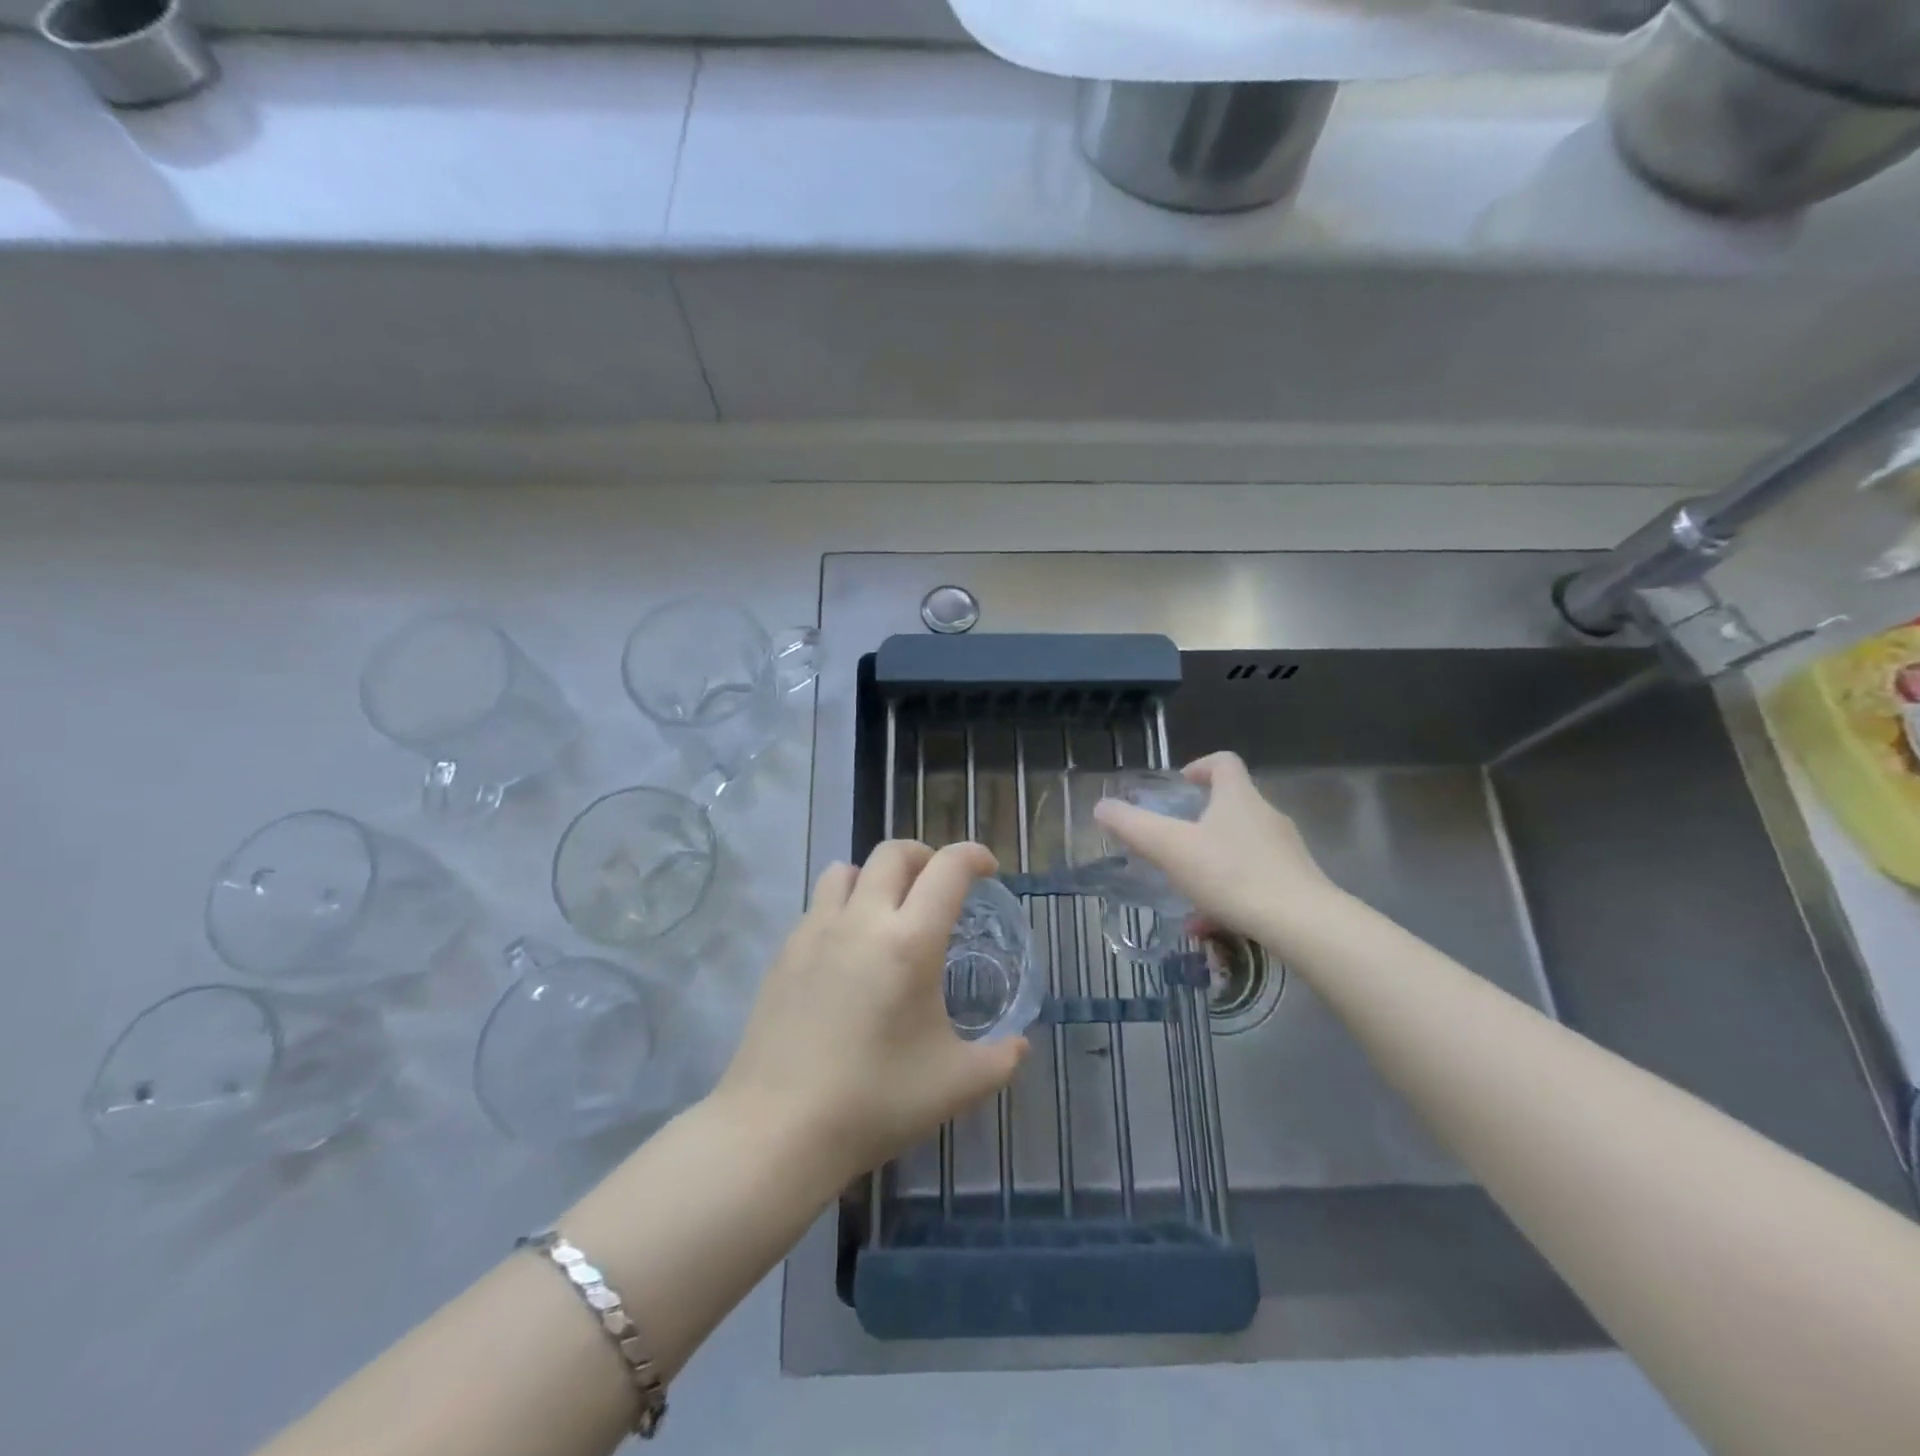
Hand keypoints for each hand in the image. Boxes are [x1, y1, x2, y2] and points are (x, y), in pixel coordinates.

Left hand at [715, 840, 1028, 1181]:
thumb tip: (1019, 1044)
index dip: (974, 856)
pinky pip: (819, 905)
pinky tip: (849, 952)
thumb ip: (1001, 1059)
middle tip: (940, 886)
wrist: (777, 1129)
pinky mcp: (784, 952)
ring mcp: (815, 931)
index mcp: (910, 941)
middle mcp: (862, 920)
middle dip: (925, 856)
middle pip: (894, 852)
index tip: (988, 871)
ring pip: (846, 870)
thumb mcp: (956, 1085)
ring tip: (889, 909)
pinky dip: (843, 907)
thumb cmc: (875, 1102)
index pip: (948, 869)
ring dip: (876, 876)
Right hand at [1092, 751, 1340, 950]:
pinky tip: (1208, 924)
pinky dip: (1228, 894)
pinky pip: (1254, 880)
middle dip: (1201, 820)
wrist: (1301, 923)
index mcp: (1238, 798)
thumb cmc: (1231, 874)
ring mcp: (1285, 851)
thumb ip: (1133, 826)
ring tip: (1186, 890)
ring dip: (1212, 861)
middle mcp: (1266, 817)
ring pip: (1241, 847)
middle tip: (1174, 840)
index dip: (1200, 767)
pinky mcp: (1296, 884)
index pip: (1224, 763)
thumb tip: (1101, 807)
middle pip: (1233, 805)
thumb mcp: (1170, 848)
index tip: (1181, 785)